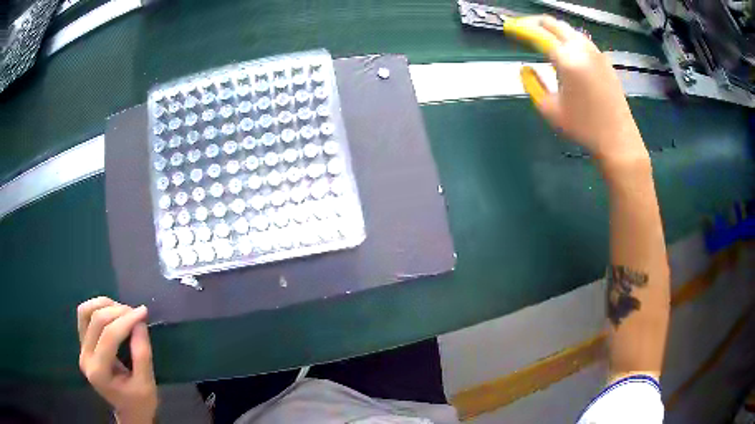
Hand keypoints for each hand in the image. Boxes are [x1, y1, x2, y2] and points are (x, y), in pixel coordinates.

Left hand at [77, 297, 156, 423]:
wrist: (129, 412)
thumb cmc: (140, 403)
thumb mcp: (146, 384)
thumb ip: (142, 354)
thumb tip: (139, 323)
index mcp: (99, 372)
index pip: (108, 336)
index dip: (126, 321)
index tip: (143, 312)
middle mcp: (85, 357)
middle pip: (95, 320)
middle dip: (117, 311)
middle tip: (136, 312)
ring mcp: (82, 349)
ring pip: (85, 312)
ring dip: (105, 305)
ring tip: (123, 310)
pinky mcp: (83, 344)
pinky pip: (84, 316)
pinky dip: (98, 307)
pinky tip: (112, 311)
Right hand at [532, 17, 647, 163]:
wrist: (618, 138)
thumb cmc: (583, 127)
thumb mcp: (549, 109)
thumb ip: (532, 84)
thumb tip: (526, 69)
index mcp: (566, 59)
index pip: (538, 34)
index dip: (521, 29)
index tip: (510, 29)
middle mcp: (582, 49)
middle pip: (555, 24)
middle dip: (536, 23)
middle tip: (524, 30)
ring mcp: (596, 53)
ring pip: (570, 30)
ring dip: (554, 30)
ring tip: (543, 39)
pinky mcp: (605, 61)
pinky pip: (583, 41)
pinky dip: (569, 39)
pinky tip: (566, 50)